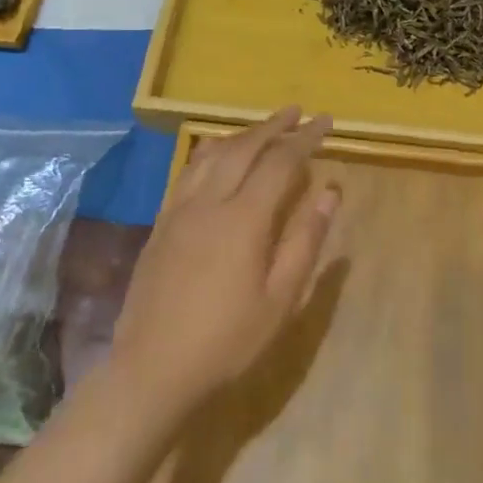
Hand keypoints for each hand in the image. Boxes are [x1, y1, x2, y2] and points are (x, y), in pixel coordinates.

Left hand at [109, 108, 339, 420]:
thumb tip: (330, 190)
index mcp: (244, 219)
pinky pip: (188, 171)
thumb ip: (306, 240)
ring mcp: (179, 210)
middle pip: (244, 147)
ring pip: (212, 154)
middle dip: (274, 126)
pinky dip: (210, 151)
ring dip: (241, 134)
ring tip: (263, 128)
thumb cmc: (227, 341)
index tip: (325, 121)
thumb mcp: (280, 299)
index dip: (305, 138)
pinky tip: (217, 155)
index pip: (281, 162)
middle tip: (297, 112)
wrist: (152, 370)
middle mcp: (209, 202)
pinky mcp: (161, 223)